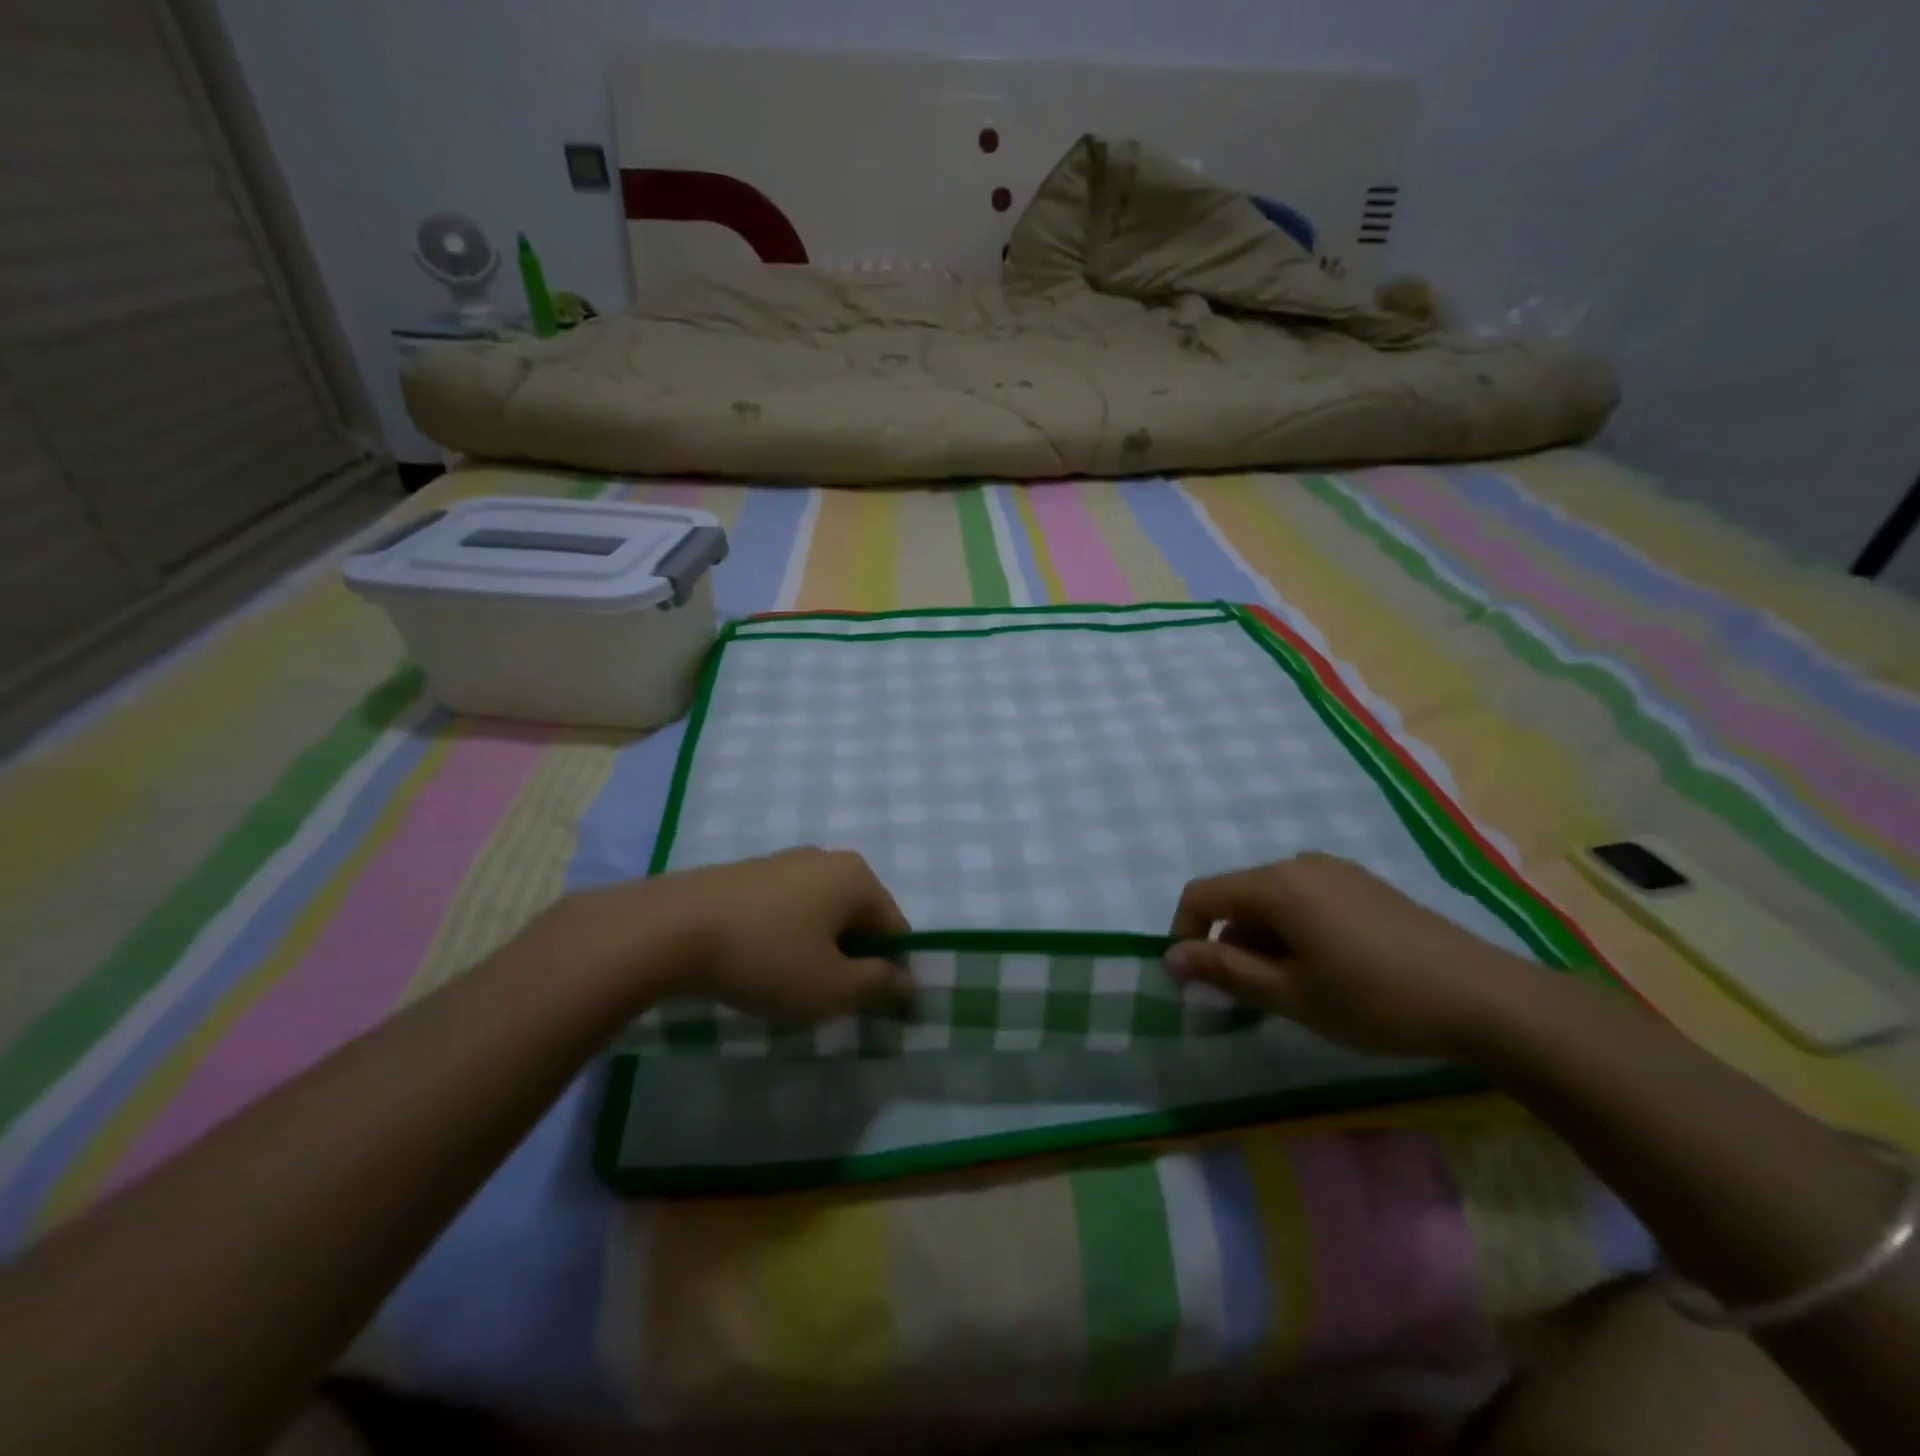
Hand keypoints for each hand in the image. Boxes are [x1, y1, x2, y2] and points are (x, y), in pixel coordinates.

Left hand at [559, 848, 912, 1021]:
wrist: (670, 929)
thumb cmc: (766, 957)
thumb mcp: (832, 987)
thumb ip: (879, 985)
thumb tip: (909, 980)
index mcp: (857, 878)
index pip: (896, 930)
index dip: (892, 973)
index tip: (871, 1009)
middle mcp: (827, 859)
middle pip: (859, 918)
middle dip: (852, 960)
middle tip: (828, 999)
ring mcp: (785, 861)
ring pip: (821, 913)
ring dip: (818, 949)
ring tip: (789, 985)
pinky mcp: (749, 873)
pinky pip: (787, 908)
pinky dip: (786, 936)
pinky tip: (759, 963)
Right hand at [1164, 853, 1548, 1058]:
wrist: (1484, 998)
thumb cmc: (1374, 999)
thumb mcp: (1290, 995)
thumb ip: (1224, 971)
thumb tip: (1170, 957)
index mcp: (1276, 885)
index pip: (1202, 894)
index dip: (1184, 933)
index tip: (1196, 980)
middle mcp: (1300, 864)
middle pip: (1239, 897)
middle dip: (1230, 944)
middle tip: (1252, 998)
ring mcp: (1337, 871)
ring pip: (1274, 901)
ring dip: (1264, 941)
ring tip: (1294, 990)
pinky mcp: (1365, 886)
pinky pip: (1307, 900)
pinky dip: (1296, 931)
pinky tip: (1330, 970)